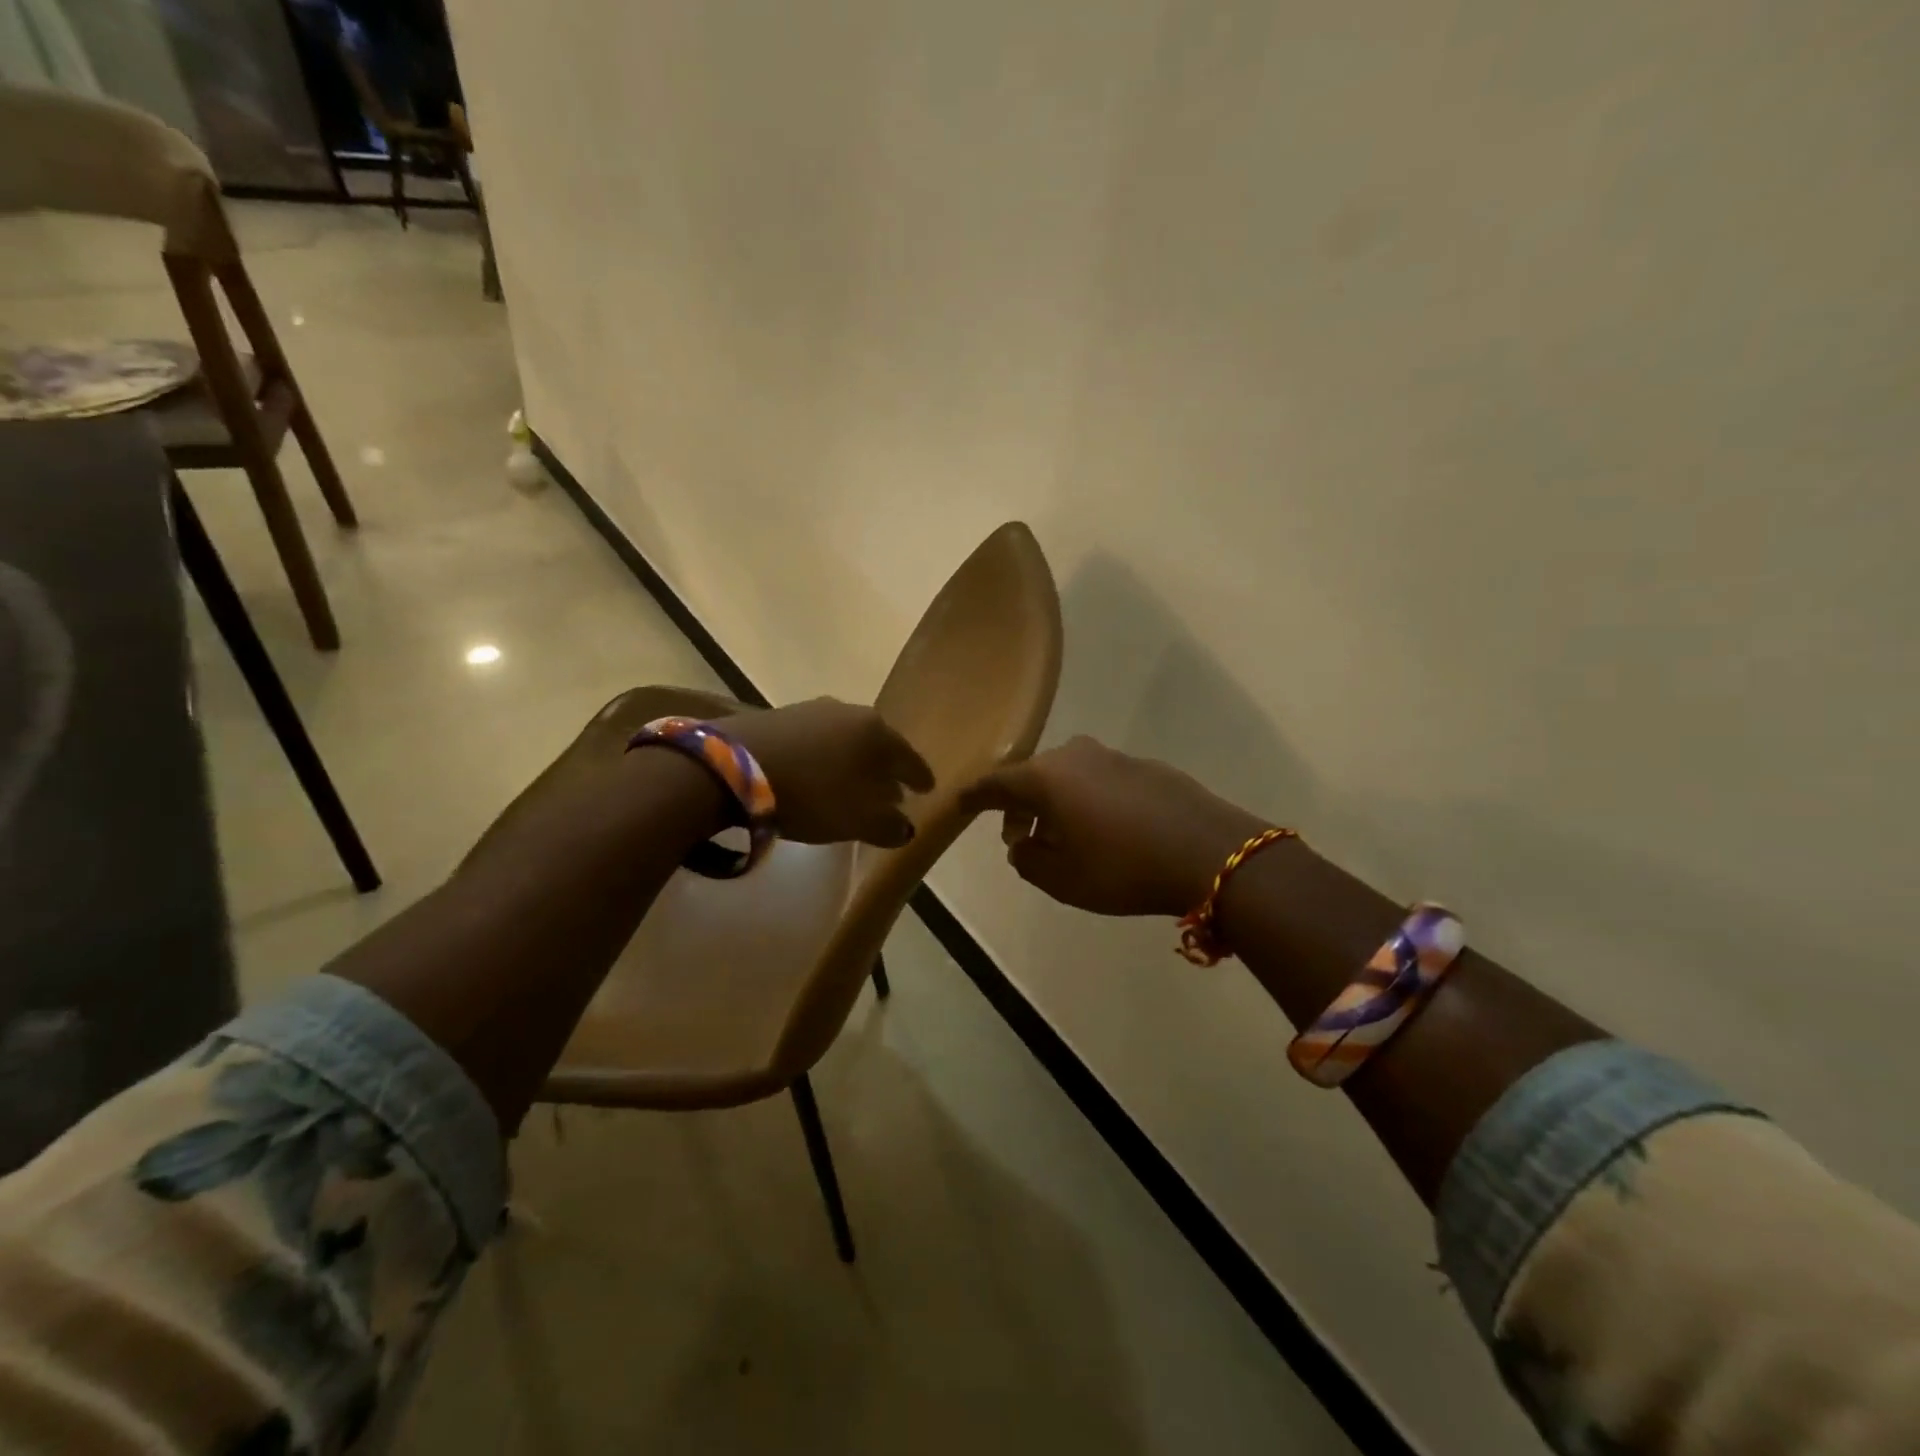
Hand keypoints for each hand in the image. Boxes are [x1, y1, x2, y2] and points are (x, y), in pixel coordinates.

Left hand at [725, 698, 934, 847]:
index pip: (909, 757)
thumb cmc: (811, 793)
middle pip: (878, 744)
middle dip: (885, 768)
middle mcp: (849, 712)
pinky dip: (825, 757)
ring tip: (853, 784)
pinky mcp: (779, 716)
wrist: (731, 769)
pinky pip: (816, 740)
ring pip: (846, 740)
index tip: (928, 789)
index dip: (920, 776)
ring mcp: (812, 710)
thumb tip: (906, 828)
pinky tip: (817, 773)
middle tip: (892, 790)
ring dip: (853, 762)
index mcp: (877, 732)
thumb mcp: (857, 820)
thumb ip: (888, 826)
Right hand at [959, 736, 1268, 917]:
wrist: (1211, 854)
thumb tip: (1021, 845)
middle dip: (1020, 807)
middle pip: (1033, 777)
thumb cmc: (1124, 868)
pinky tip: (1105, 832)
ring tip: (1062, 841)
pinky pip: (1101, 782)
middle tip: (1018, 839)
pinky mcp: (1148, 768)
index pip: (997, 783)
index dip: (975, 796)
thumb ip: (1028, 861)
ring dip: (1056, 806)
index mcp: (1048, 777)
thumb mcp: (1062, 879)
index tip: (958, 804)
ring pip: (1069, 778)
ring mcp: (1115, 758)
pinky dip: (1089, 802)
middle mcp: (1077, 756)